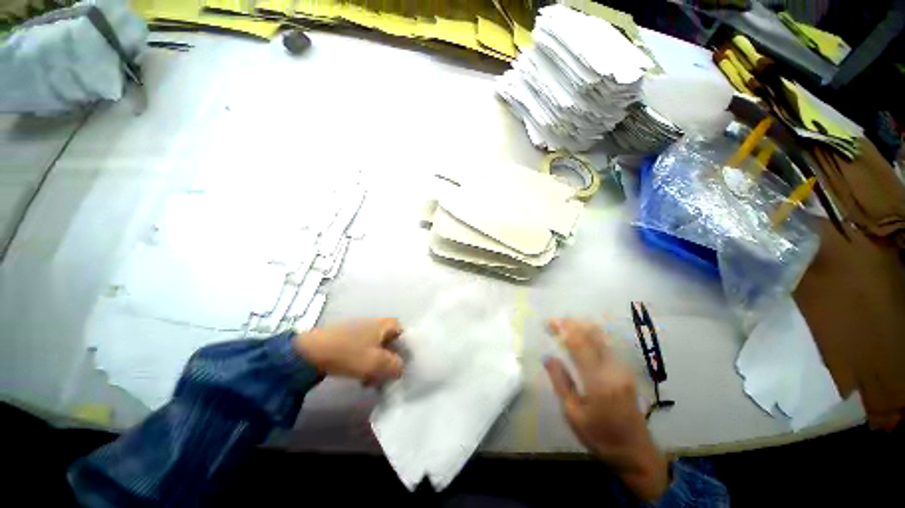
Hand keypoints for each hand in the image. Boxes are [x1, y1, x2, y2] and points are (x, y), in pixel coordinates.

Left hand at [294, 318, 403, 384]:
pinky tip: (361, 378)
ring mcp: (361, 330)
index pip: (403, 333)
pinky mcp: (349, 339)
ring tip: (372, 381)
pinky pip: (365, 351)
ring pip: (377, 348)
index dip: (406, 348)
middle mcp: (375, 323)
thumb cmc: (350, 353)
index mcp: (385, 324)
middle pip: (391, 342)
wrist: (312, 352)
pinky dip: (366, 363)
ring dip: (378, 364)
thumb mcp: (377, 363)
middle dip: (391, 360)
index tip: (403, 364)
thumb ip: (395, 366)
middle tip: (388, 376)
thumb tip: (401, 368)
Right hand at [544, 319, 669, 500]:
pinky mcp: (625, 371)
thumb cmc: (600, 436)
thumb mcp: (573, 414)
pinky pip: (606, 344)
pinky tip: (581, 336)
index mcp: (598, 380)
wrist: (636, 453)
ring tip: (564, 326)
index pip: (578, 344)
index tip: (548, 323)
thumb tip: (548, 357)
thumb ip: (561, 382)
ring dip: (581, 327)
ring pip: (601, 337)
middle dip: (571, 324)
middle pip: (592, 335)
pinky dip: (591, 335)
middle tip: (553, 322)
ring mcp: (622, 369)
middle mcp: (613, 369)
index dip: (562, 329)